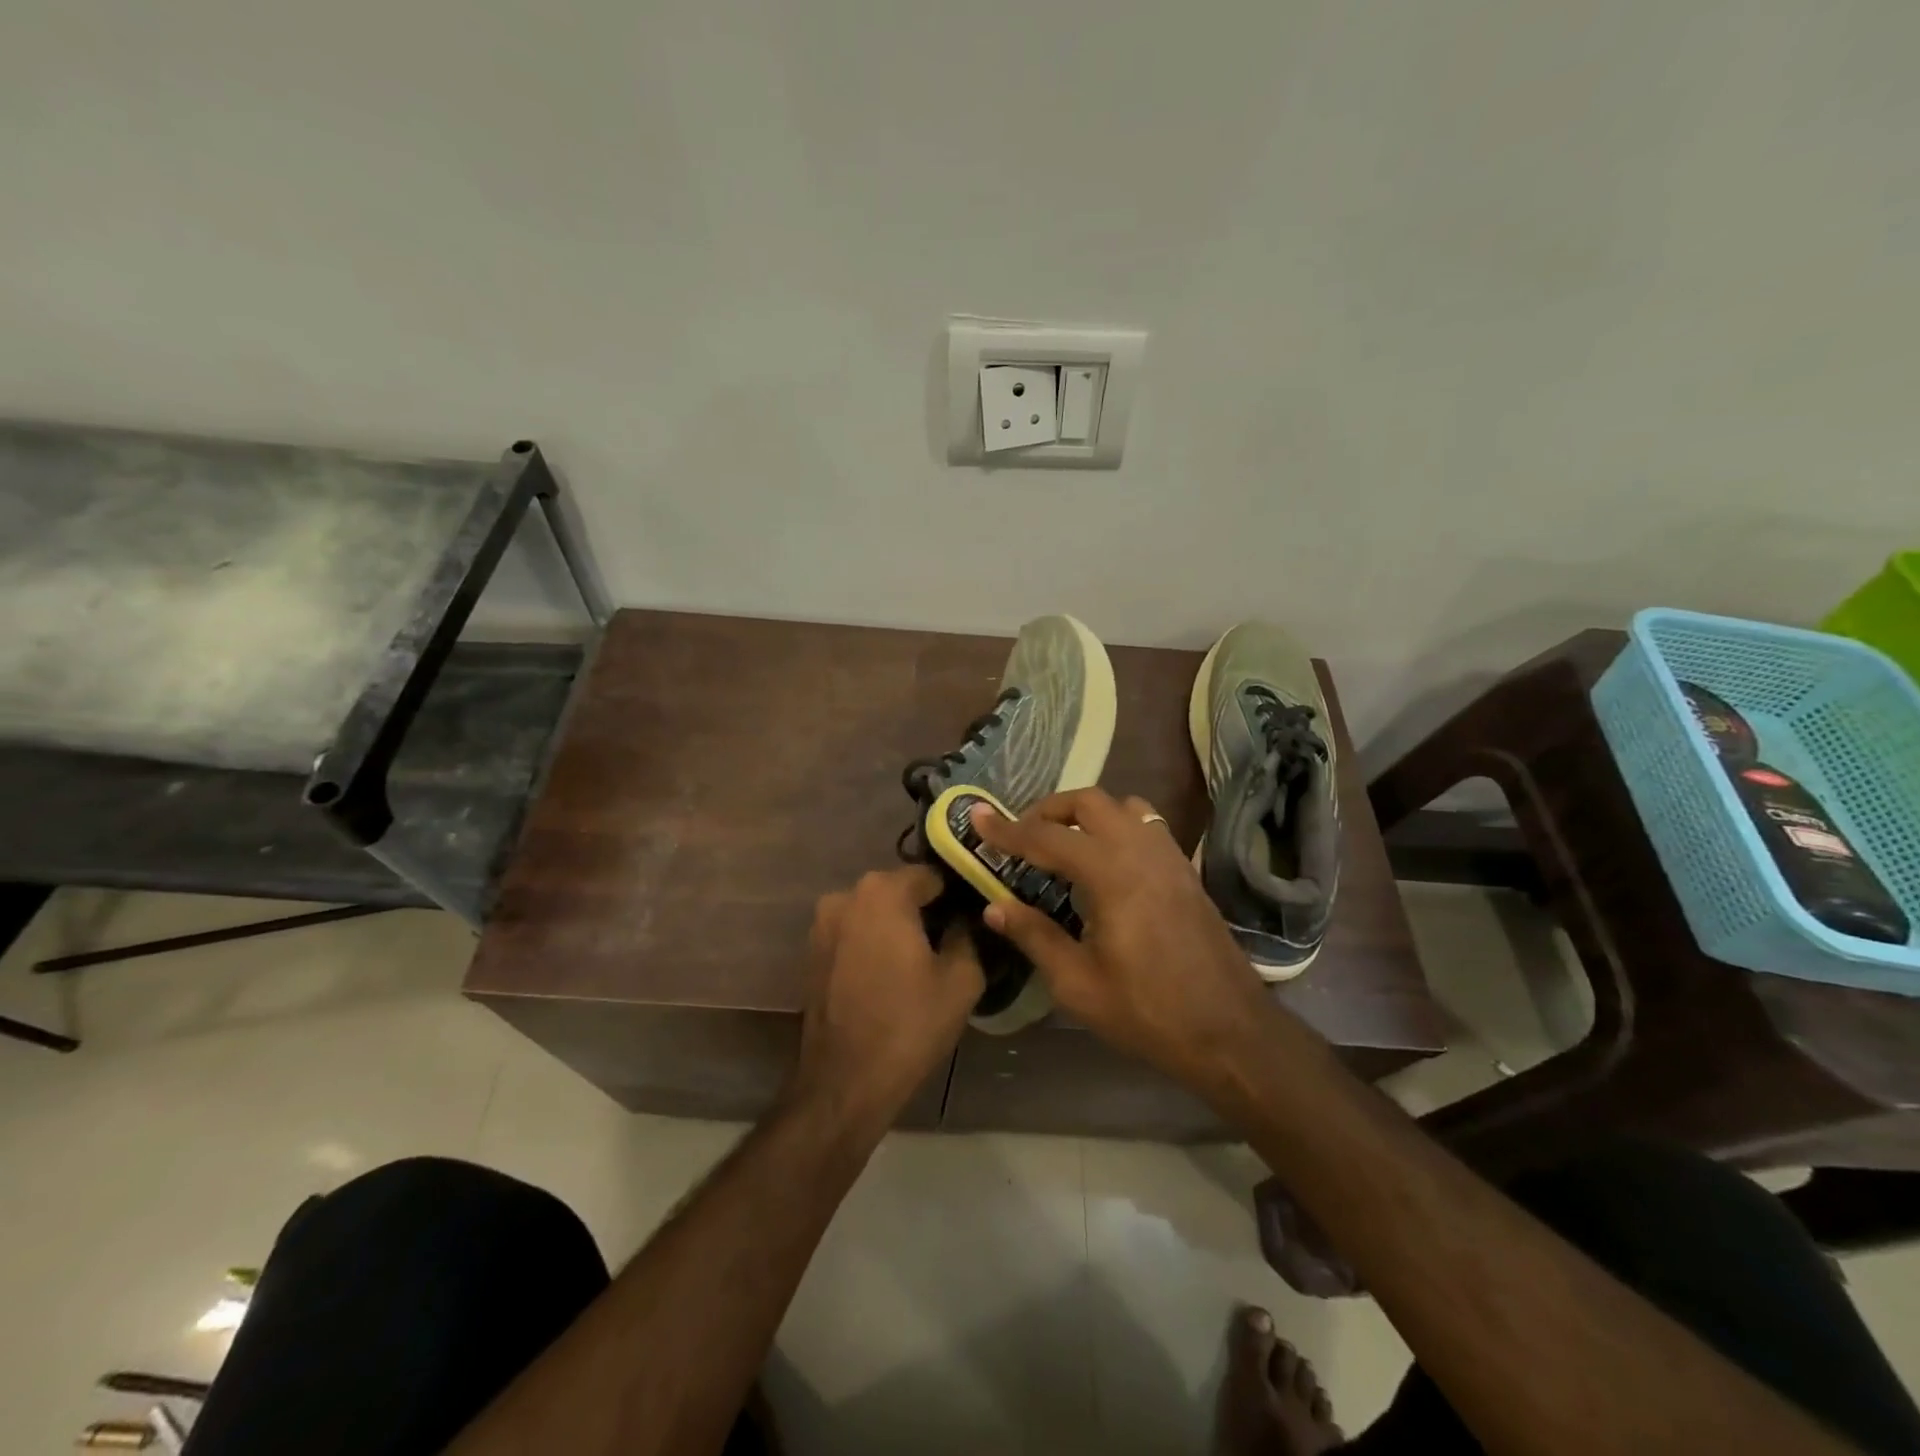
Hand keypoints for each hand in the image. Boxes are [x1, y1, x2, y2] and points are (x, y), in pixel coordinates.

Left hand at [787, 866, 983, 1136]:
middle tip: (953, 943)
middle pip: (900, 891)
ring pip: (875, 913)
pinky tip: (893, 976)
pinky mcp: (812, 952)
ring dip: (898, 928)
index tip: (974, 920)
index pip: (933, 875)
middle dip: (926, 910)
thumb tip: (965, 919)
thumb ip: (968, 934)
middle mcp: (846, 895)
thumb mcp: (962, 979)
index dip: (957, 896)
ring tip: (923, 963)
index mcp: (883, 891)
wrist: (844, 1083)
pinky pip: (855, 934)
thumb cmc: (909, 1025)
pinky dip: (874, 945)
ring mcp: (823, 924)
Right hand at [971, 789, 1279, 1096]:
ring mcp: (1169, 856)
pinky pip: (1146, 825)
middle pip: (1088, 802)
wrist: (1229, 1031)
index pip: (1046, 838)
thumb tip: (994, 905)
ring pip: (1122, 806)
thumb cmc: (1148, 1012)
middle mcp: (1140, 850)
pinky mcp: (1185, 869)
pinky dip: (1116, 826)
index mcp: (1110, 874)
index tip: (977, 818)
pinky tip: (1105, 861)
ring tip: (1063, 844)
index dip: (1006, 829)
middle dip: (1048, 810)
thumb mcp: (1077, 984)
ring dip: (1086, 814)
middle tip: (1022, 836)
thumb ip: (1034, 936)